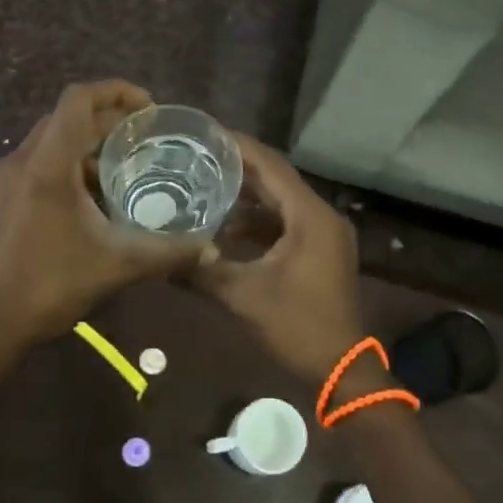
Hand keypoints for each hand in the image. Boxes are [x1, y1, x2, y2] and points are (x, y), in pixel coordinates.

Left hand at [0, 81, 204, 356]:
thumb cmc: (48, 286)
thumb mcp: (116, 266)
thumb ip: (166, 252)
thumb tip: (208, 246)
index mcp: (47, 165)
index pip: (78, 100)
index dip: (116, 92)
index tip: (150, 108)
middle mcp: (24, 160)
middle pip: (68, 115)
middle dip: (109, 117)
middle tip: (147, 136)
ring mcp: (10, 177)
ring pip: (54, 137)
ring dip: (90, 140)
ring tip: (128, 161)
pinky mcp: (6, 195)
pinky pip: (44, 159)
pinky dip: (73, 162)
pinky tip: (99, 193)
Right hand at [192, 133, 365, 383]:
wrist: (341, 369)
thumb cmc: (297, 326)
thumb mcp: (244, 297)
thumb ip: (203, 272)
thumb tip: (161, 258)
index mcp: (309, 216)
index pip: (271, 166)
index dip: (239, 147)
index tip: (206, 133)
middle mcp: (320, 216)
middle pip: (276, 179)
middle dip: (238, 168)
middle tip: (198, 155)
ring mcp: (323, 233)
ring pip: (280, 201)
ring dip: (247, 195)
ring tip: (205, 184)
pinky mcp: (319, 250)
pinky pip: (285, 222)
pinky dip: (258, 220)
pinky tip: (226, 226)